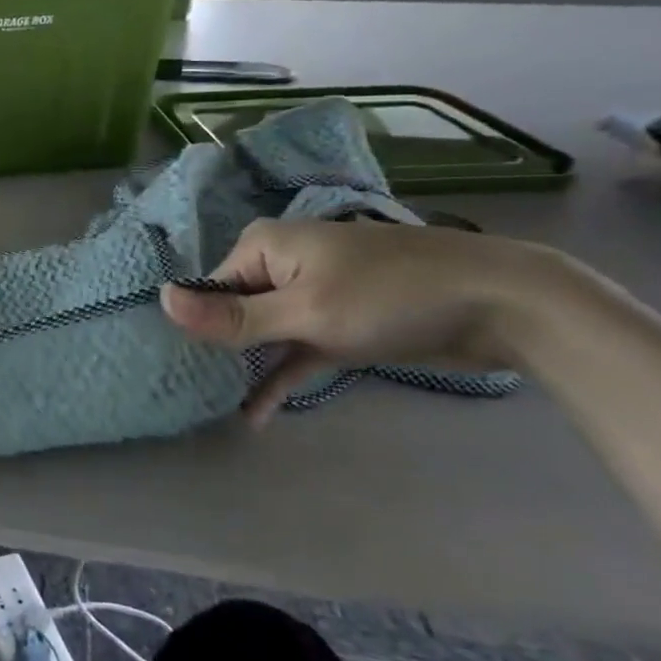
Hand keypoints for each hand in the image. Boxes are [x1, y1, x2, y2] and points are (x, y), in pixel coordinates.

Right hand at [160, 219, 570, 425]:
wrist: (501, 305)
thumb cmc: (390, 297)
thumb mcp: (304, 310)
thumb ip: (232, 315)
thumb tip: (159, 300)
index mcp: (265, 247)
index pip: (210, 288)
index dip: (197, 326)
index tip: (179, 368)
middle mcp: (283, 264)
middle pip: (233, 310)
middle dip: (217, 349)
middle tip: (189, 391)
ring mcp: (314, 294)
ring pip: (264, 333)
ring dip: (247, 368)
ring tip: (214, 406)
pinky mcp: (341, 323)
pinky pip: (296, 350)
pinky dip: (280, 378)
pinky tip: (256, 414)